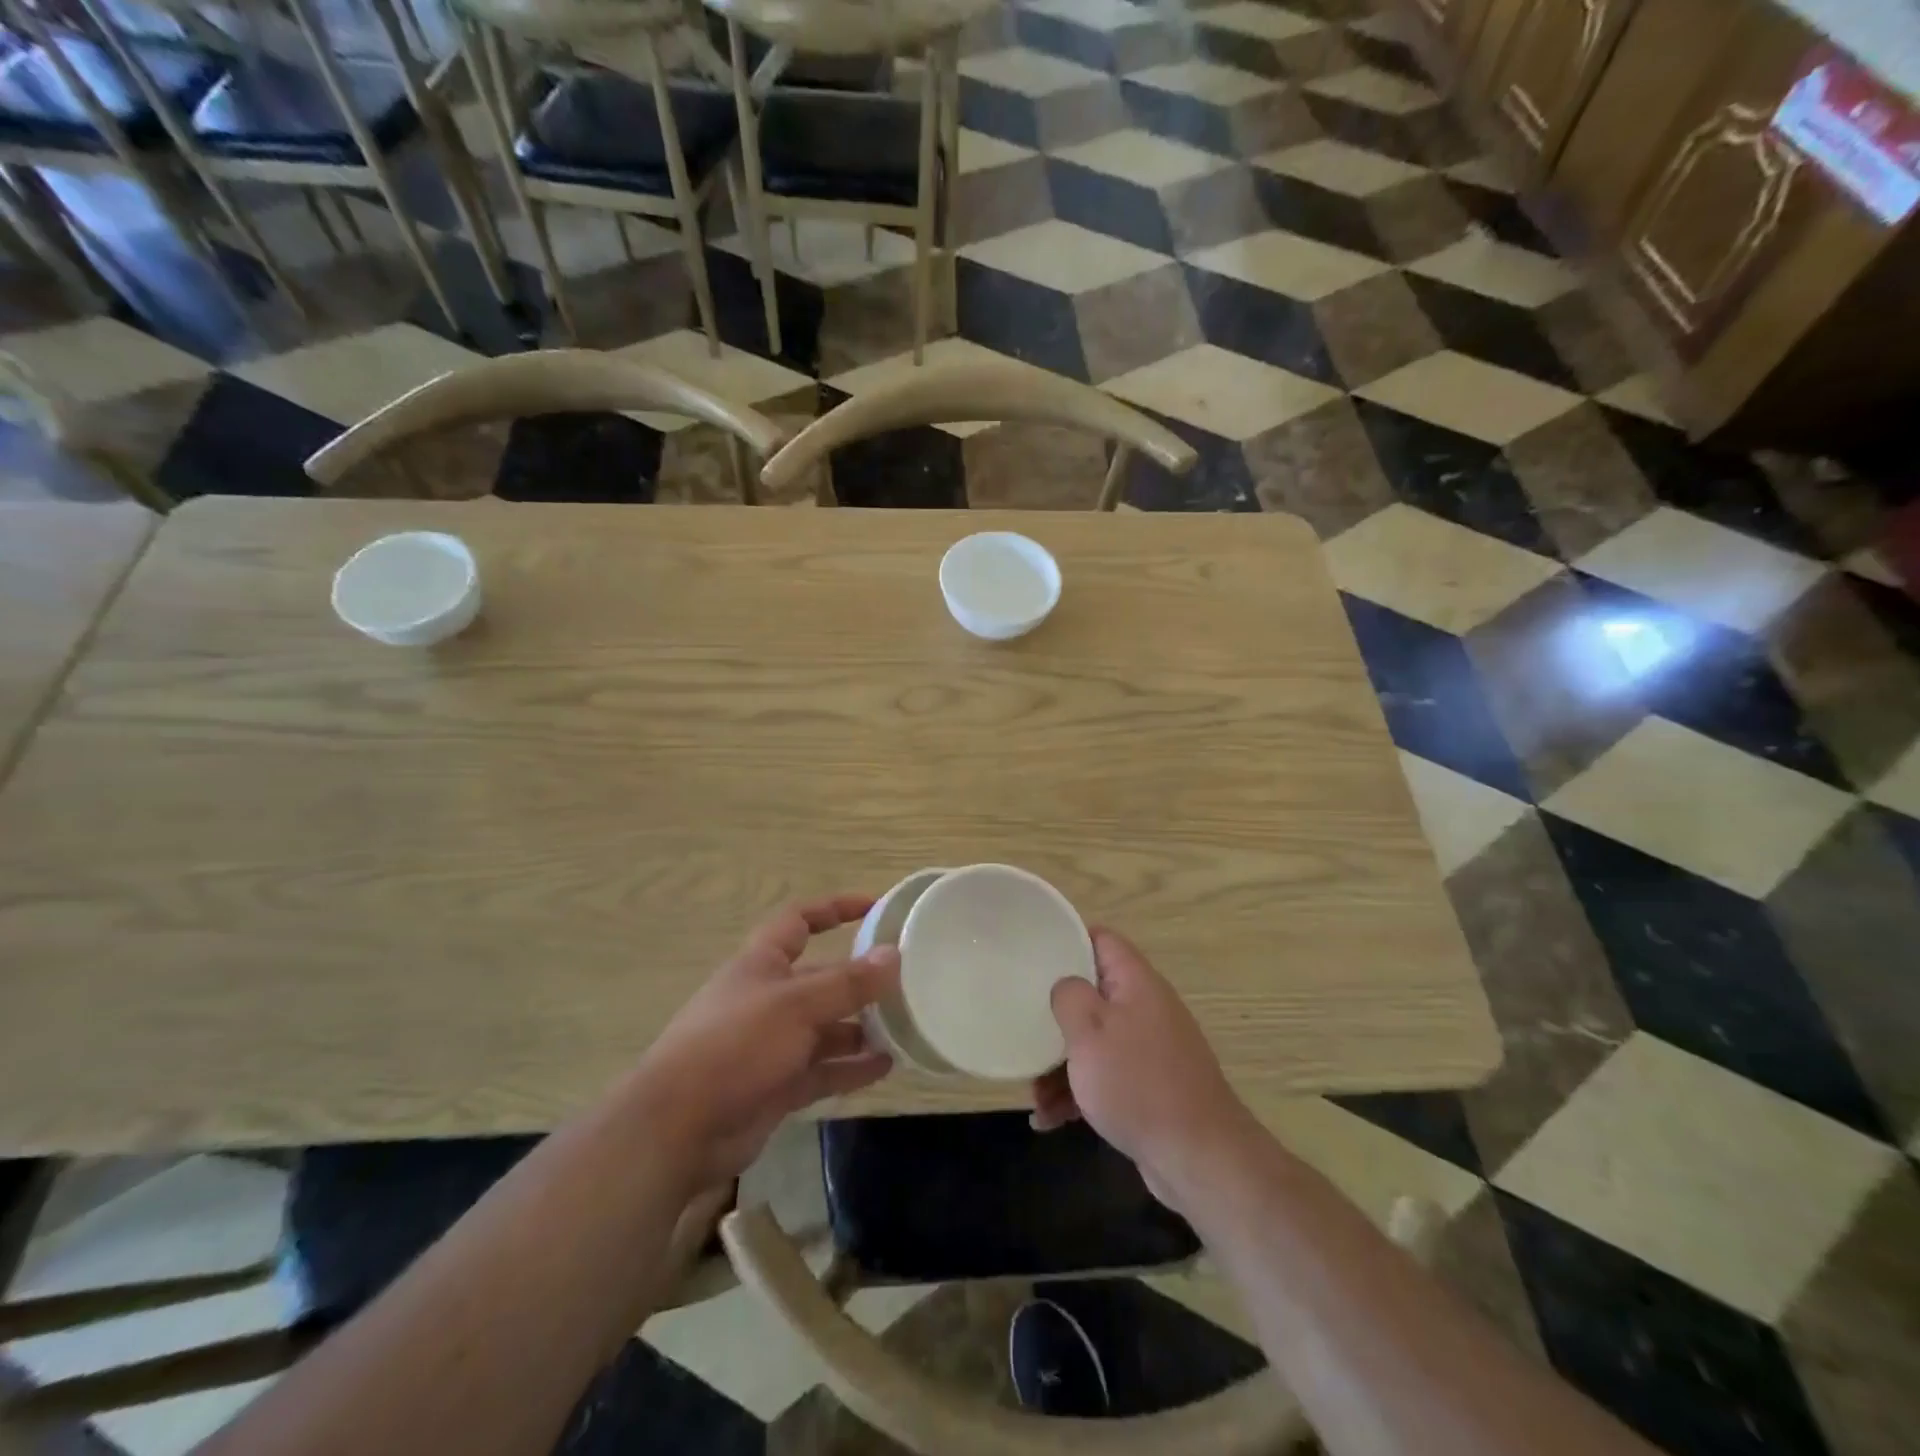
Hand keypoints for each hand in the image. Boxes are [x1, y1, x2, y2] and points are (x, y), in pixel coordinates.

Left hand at [639, 895, 898, 1189]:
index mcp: (762, 964)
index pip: (800, 921)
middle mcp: (768, 998)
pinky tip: (885, 1067)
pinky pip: (822, 1070)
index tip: (874, 907)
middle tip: (904, 982)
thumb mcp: (796, 1005)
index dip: (834, 909)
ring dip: (860, 1027)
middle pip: (820, 979)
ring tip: (904, 1027)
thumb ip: (848, 982)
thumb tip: (894, 954)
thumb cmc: (735, 1044)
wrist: (678, 1127)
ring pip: (825, 1028)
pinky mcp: (776, 1086)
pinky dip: (851, 1068)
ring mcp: (772, 1045)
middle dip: (858, 979)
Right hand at [1031, 928, 1258, 1211]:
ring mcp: (1149, 1049)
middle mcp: (1145, 1008)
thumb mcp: (1090, 1030)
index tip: (1033, 955)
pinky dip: (1078, 1093)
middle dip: (1056, 1015)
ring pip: (1094, 1041)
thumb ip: (1069, 995)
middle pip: (1092, 994)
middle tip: (1024, 1026)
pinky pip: (1105, 1077)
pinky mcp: (1149, 1087)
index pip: (1101, 940)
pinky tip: (1050, 1121)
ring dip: (1061, 1064)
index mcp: (1136, 982)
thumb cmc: (1138, 1083)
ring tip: (1034, 1096)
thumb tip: (1065, 985)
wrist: (1199, 1157)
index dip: (1067, 940)